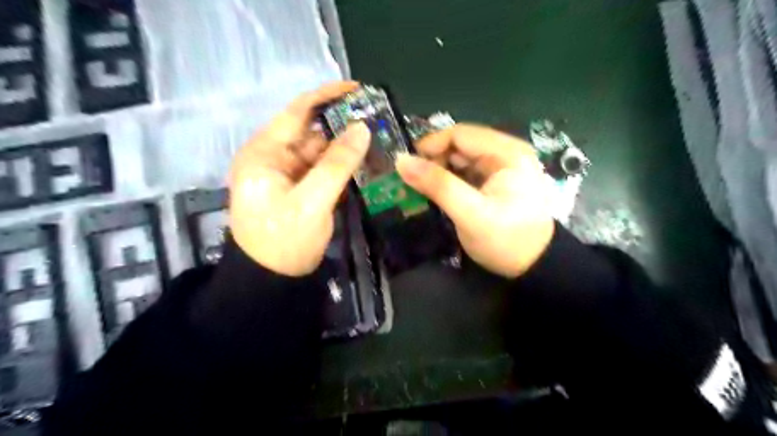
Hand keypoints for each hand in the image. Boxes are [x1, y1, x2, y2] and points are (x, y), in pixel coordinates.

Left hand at [228, 82, 369, 275]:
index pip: (297, 112)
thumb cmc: (284, 241)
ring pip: (318, 151)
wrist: (271, 282)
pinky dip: (340, 164)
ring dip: (344, 146)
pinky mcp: (298, 189)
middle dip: (341, 124)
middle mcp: (273, 158)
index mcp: (265, 153)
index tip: (358, 90)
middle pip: (310, 132)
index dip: (326, 96)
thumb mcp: (312, 202)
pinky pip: (321, 169)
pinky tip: (362, 160)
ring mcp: (286, 175)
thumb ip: (337, 164)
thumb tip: (362, 128)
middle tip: (376, 119)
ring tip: (376, 138)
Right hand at [396, 125, 555, 276]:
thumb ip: (437, 185)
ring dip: (439, 172)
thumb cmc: (507, 241)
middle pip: (459, 145)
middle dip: (433, 161)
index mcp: (506, 152)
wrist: (536, 267)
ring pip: (460, 159)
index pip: (459, 134)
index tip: (407, 166)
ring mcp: (501, 168)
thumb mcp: (470, 214)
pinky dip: (449, 181)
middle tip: (412, 183)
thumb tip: (401, 161)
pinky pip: (466, 173)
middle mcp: (505, 153)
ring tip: (421, 190)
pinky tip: (437, 195)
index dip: (430, 146)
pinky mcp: (496, 182)